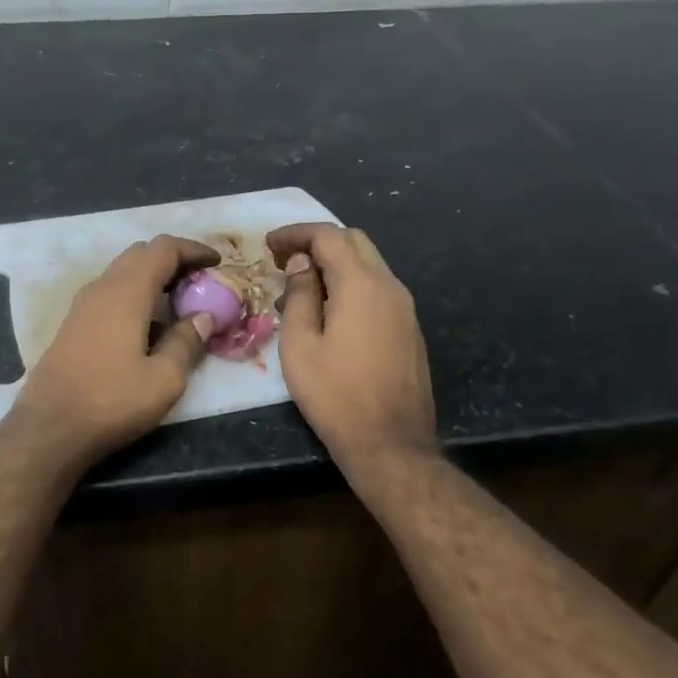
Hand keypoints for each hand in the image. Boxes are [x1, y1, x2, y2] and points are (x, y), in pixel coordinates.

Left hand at [2, 235, 219, 470]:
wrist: (49, 428)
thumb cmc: (111, 401)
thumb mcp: (164, 379)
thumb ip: (187, 342)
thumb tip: (204, 317)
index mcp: (127, 291)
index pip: (163, 248)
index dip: (193, 250)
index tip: (217, 263)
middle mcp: (102, 287)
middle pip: (141, 254)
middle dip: (174, 261)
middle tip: (200, 282)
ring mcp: (82, 305)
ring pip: (123, 272)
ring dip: (152, 278)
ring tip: (179, 303)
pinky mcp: (73, 324)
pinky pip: (110, 293)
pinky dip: (135, 295)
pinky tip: (148, 326)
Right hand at [267, 222, 436, 478]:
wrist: (391, 444)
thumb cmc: (335, 395)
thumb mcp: (300, 345)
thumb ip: (300, 296)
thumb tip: (302, 265)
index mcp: (362, 285)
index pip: (329, 236)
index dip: (296, 234)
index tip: (268, 245)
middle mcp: (390, 286)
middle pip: (354, 242)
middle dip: (318, 242)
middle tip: (285, 261)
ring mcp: (405, 308)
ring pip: (369, 265)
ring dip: (335, 265)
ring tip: (300, 288)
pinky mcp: (409, 329)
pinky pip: (378, 289)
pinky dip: (351, 285)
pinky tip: (328, 311)